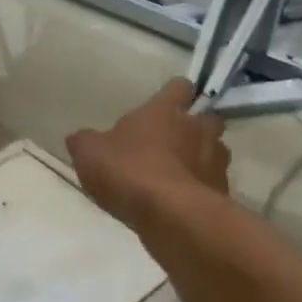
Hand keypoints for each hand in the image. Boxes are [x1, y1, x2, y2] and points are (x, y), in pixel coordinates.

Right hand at [65, 78, 229, 226]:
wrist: (170, 215)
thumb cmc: (129, 171)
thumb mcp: (89, 154)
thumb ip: (84, 142)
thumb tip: (78, 138)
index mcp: (166, 110)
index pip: (180, 86)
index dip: (174, 94)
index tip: (164, 105)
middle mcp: (198, 128)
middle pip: (208, 117)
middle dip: (196, 126)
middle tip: (175, 141)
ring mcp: (216, 160)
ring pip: (216, 150)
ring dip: (202, 158)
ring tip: (180, 175)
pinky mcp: (222, 191)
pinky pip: (214, 184)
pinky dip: (202, 189)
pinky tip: (184, 203)